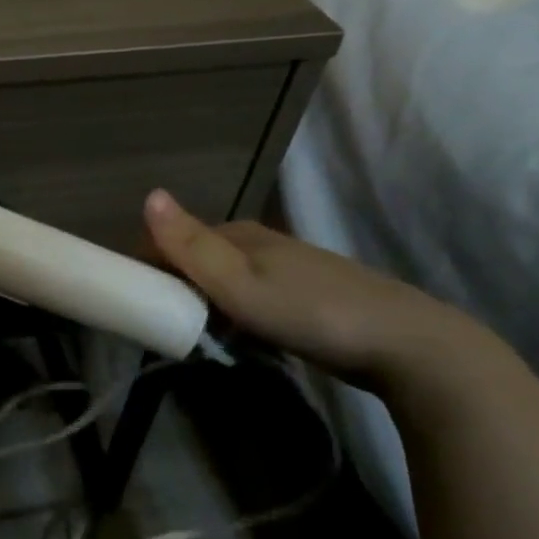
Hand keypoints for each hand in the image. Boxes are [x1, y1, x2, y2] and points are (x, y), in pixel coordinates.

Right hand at [143, 189, 476, 387]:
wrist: (407, 345)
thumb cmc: (311, 313)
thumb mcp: (240, 285)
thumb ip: (191, 246)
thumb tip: (149, 194)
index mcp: (239, 234)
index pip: (173, 239)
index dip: (146, 264)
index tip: (131, 301)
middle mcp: (260, 242)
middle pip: (197, 258)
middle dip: (172, 285)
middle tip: (158, 326)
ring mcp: (285, 268)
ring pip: (223, 278)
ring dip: (201, 301)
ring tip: (191, 337)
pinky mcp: (304, 294)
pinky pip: (248, 295)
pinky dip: (230, 311)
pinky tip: (236, 336)